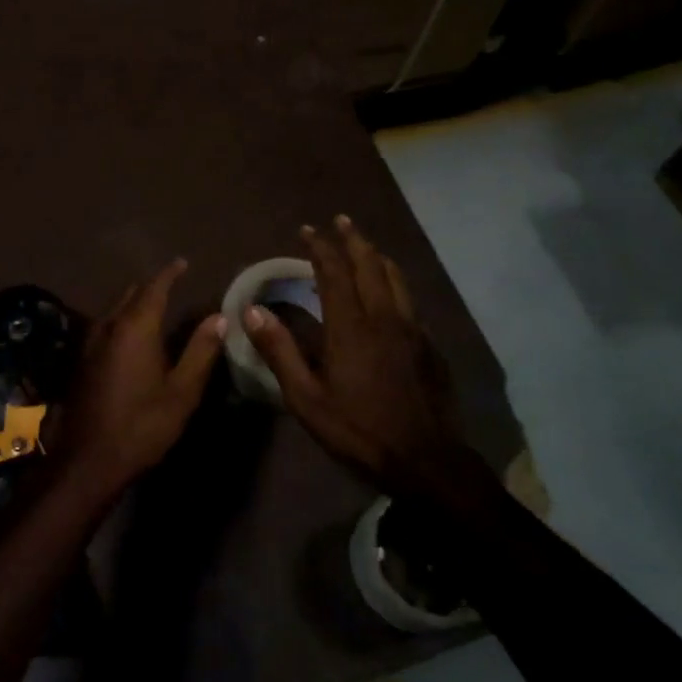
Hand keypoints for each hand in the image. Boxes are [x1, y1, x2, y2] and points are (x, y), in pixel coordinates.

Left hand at [46, 259, 224, 499]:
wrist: (87, 460)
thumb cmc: (141, 426)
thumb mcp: (181, 392)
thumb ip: (201, 351)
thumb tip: (220, 317)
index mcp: (135, 328)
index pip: (154, 288)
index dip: (170, 273)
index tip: (182, 262)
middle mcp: (108, 326)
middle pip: (130, 294)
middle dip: (151, 286)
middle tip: (171, 283)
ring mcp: (89, 343)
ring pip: (114, 310)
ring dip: (133, 303)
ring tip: (153, 305)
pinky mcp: (80, 361)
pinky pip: (104, 326)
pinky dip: (121, 320)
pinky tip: (129, 336)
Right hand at [244, 216, 499, 508]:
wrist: (426, 460)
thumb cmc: (358, 430)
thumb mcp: (306, 399)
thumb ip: (279, 351)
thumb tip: (252, 311)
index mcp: (350, 326)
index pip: (333, 272)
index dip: (320, 248)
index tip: (308, 230)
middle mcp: (383, 317)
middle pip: (369, 264)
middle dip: (352, 239)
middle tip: (340, 222)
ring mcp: (412, 329)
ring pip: (395, 278)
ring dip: (376, 256)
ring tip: (365, 246)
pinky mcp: (429, 345)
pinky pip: (409, 300)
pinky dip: (393, 283)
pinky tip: (389, 293)